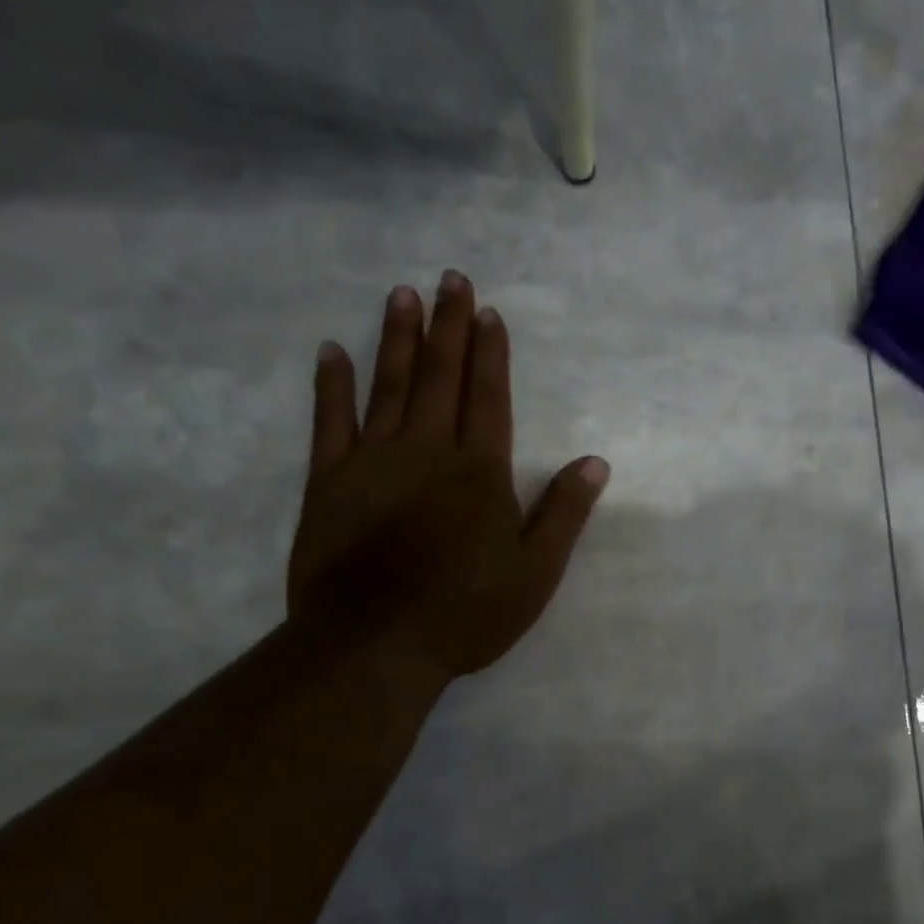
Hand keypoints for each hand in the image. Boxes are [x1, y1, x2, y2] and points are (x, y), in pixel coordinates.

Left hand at [287, 270, 608, 681]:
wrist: (374, 645)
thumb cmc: (465, 612)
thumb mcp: (535, 572)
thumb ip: (564, 513)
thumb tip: (595, 462)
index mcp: (480, 471)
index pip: (489, 396)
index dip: (490, 352)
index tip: (488, 312)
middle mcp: (428, 451)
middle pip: (441, 377)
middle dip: (449, 325)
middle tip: (451, 278)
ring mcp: (373, 461)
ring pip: (390, 386)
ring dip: (399, 339)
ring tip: (402, 295)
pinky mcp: (328, 481)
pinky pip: (329, 422)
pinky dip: (331, 385)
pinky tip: (332, 351)